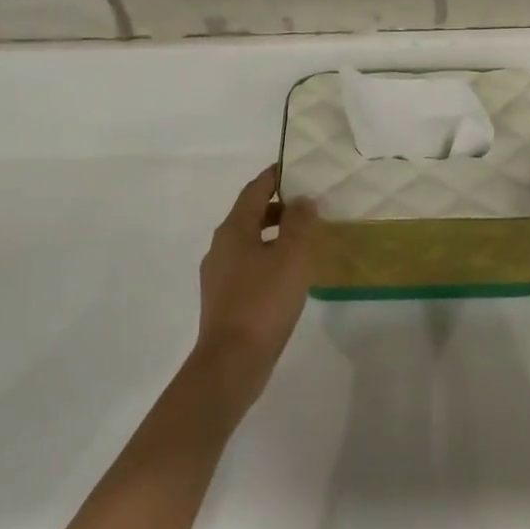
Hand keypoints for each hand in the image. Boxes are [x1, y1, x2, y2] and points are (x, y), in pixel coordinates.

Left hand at [192, 167, 319, 405]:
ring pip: (250, 242)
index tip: (294, 167)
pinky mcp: (225, 299)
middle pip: (250, 215)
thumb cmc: (263, 301)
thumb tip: (304, 198)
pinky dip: (269, 258)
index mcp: (233, 230)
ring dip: (275, 235)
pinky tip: (289, 275)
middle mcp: (221, 247)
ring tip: (305, 240)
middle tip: (309, 204)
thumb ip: (299, 223)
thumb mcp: (291, 256)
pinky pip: (249, 266)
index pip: (255, 190)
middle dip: (278, 206)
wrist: (232, 361)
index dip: (274, 176)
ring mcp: (219, 274)